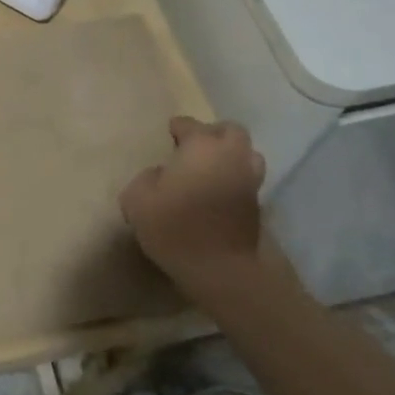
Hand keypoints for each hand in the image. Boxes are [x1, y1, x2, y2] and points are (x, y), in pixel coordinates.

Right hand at [119, 116, 267, 299]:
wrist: (221, 270)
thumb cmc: (175, 227)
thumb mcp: (137, 199)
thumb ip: (145, 178)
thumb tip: (159, 175)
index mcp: (201, 146)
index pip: (189, 124)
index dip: (177, 128)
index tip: (168, 136)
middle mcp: (230, 156)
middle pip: (230, 131)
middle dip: (213, 134)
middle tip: (194, 148)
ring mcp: (248, 180)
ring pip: (247, 155)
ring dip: (231, 156)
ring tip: (211, 170)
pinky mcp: (258, 206)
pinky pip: (247, 180)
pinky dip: (235, 180)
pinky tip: (217, 193)